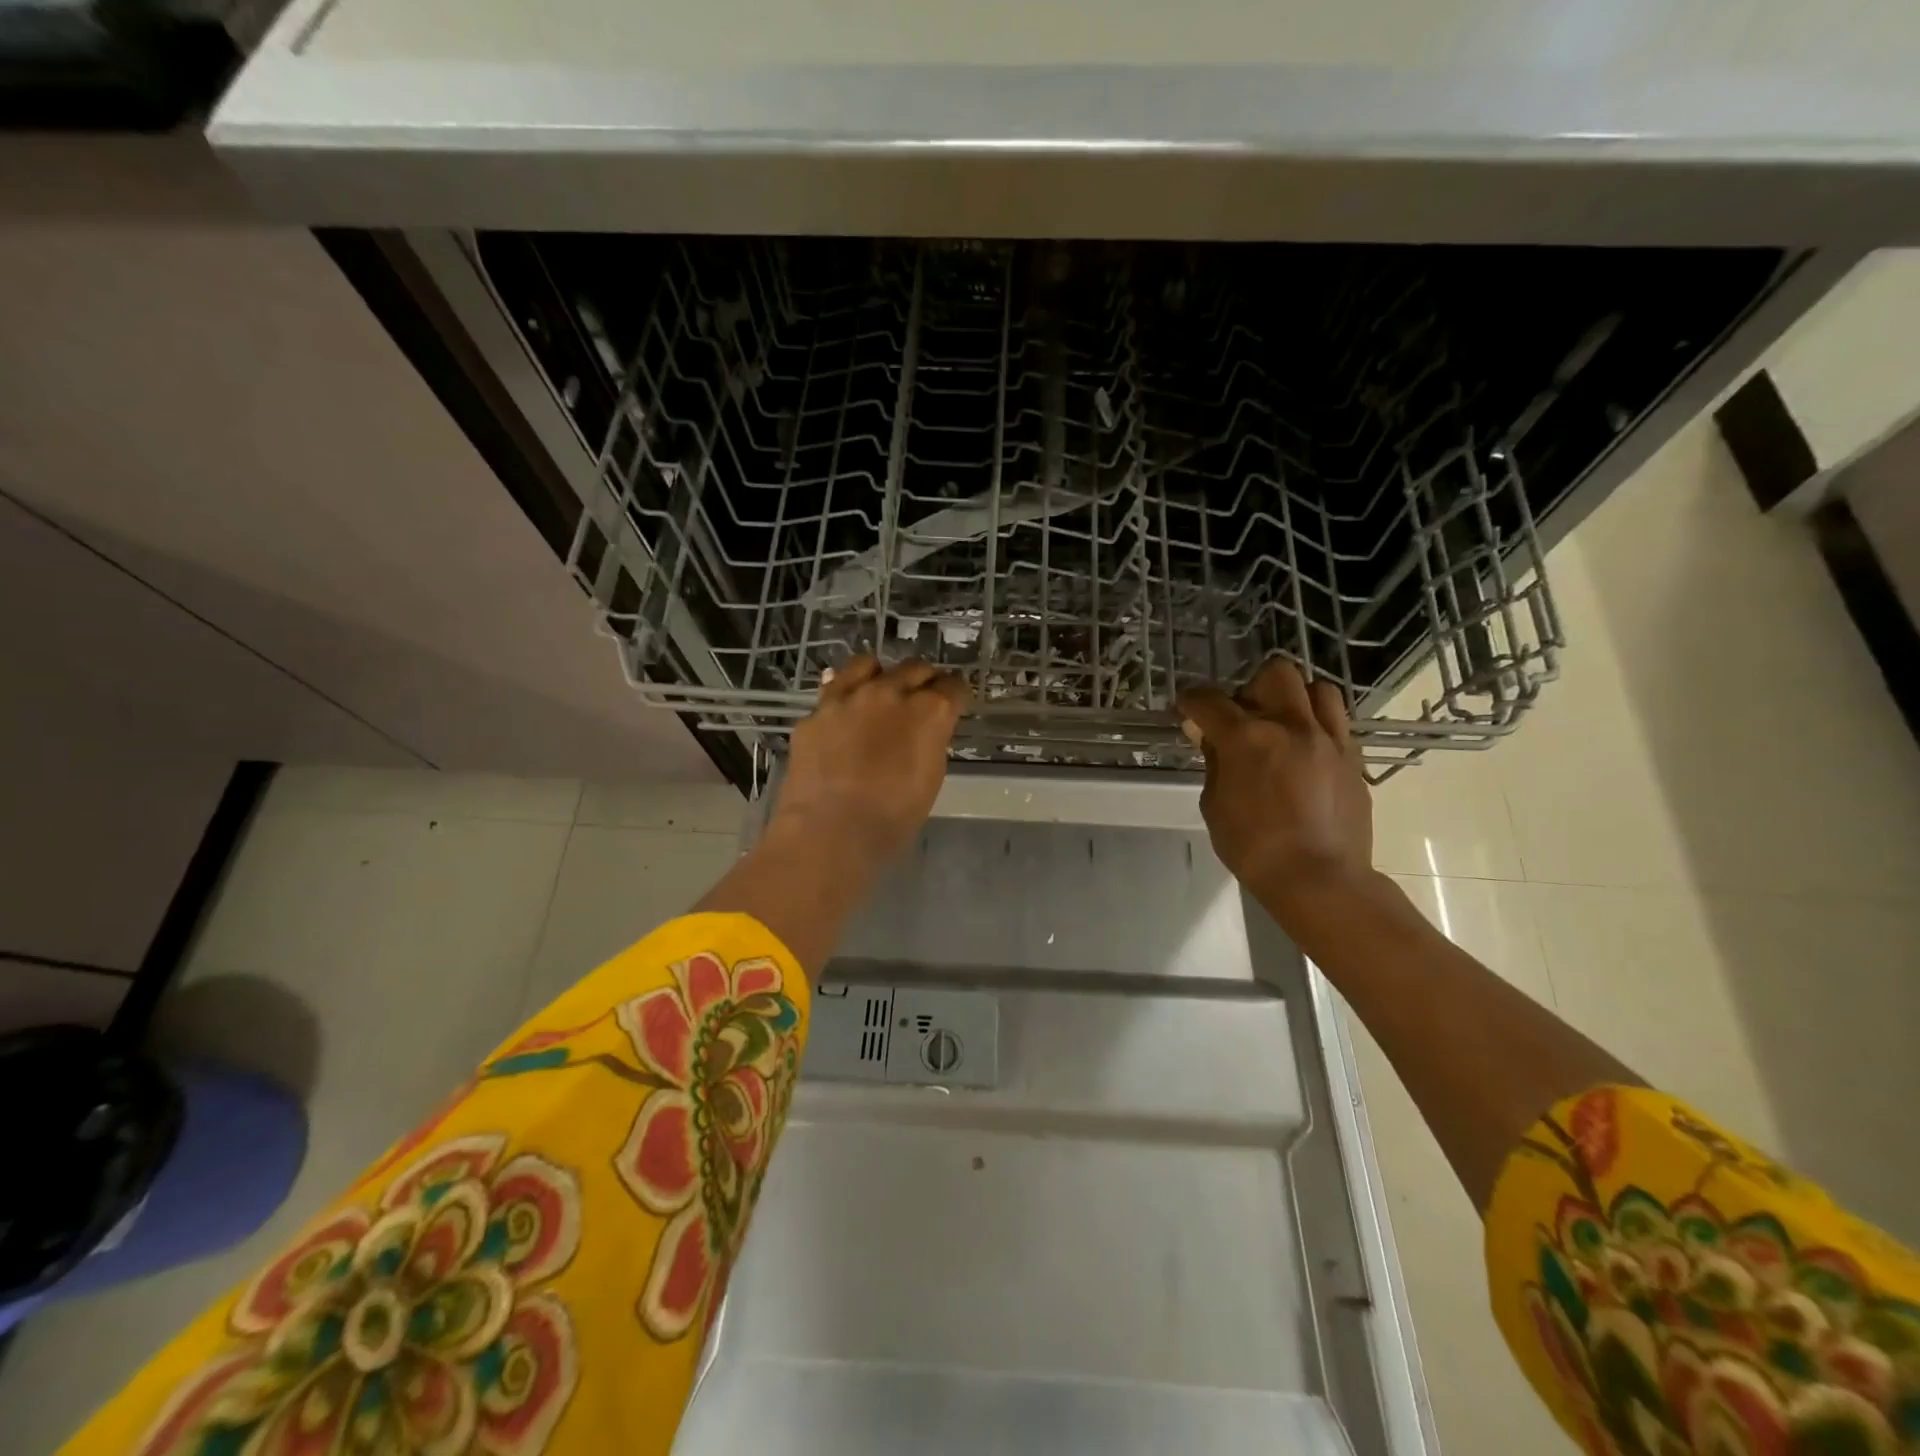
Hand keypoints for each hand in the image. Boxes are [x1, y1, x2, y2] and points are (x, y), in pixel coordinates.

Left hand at [770, 656, 969, 865]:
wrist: (829, 830)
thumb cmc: (892, 817)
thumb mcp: (930, 778)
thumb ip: (930, 741)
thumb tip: (925, 731)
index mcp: (929, 712)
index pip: (954, 686)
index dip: (956, 696)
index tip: (954, 704)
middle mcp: (890, 693)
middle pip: (915, 668)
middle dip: (924, 680)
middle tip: (923, 697)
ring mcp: (848, 697)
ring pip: (868, 664)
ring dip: (880, 675)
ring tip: (879, 690)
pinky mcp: (816, 712)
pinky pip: (832, 690)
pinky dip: (844, 698)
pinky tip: (843, 714)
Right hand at [1177, 659, 1374, 910]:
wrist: (1319, 878)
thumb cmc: (1253, 847)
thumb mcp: (1215, 805)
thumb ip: (1214, 763)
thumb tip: (1211, 737)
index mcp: (1246, 738)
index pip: (1209, 700)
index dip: (1191, 700)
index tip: (1187, 708)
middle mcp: (1290, 725)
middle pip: (1274, 674)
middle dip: (1251, 688)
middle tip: (1243, 716)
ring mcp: (1328, 739)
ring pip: (1317, 687)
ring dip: (1293, 698)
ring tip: (1282, 724)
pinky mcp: (1352, 757)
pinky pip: (1336, 721)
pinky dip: (1317, 724)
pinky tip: (1305, 749)